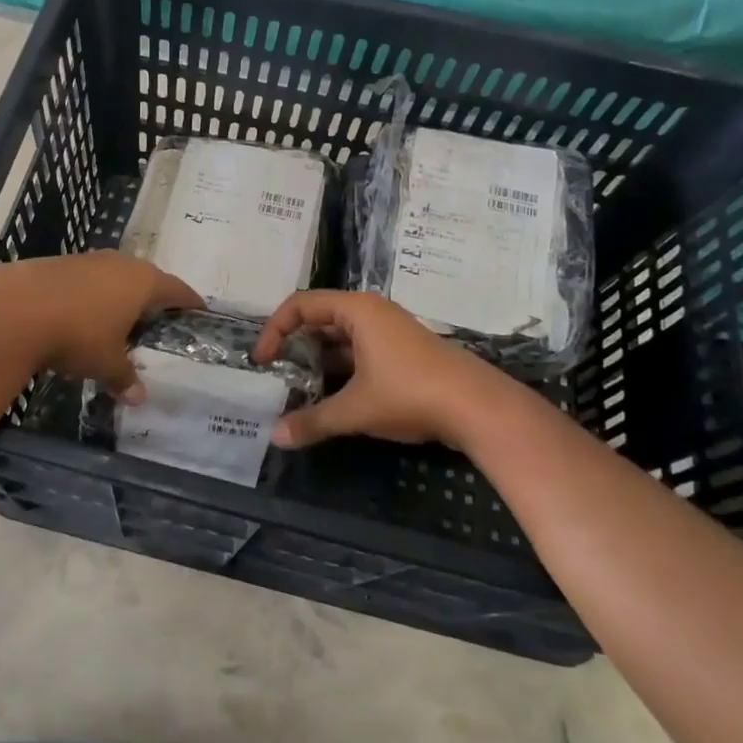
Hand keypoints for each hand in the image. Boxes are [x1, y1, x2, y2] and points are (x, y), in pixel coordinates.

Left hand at [0, 252, 201, 403]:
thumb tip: (139, 398)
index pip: (177, 289)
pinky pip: (87, 280)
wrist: (14, 307)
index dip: (189, 302)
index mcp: (143, 282)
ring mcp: (88, 260)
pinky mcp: (58, 263)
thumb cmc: (77, 334)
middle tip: (158, 321)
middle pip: (146, 279)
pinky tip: (82, 315)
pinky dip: (91, 296)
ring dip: (119, 295)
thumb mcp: (105, 363)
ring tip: (121, 320)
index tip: (198, 312)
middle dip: (153, 299)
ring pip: (114, 277)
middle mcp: (120, 263)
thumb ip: (125, 377)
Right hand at [252, 291, 512, 449]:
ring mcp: (389, 332)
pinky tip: (333, 399)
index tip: (263, 362)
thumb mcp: (355, 409)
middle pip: (319, 319)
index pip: (300, 305)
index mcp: (357, 310)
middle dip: (295, 347)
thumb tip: (275, 437)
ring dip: (318, 362)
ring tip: (299, 391)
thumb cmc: (410, 394)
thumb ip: (313, 420)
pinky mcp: (402, 353)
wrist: (479, 408)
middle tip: (277, 375)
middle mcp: (371, 313)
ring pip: (340, 339)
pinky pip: (359, 353)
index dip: (274, 330)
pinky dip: (340, 371)